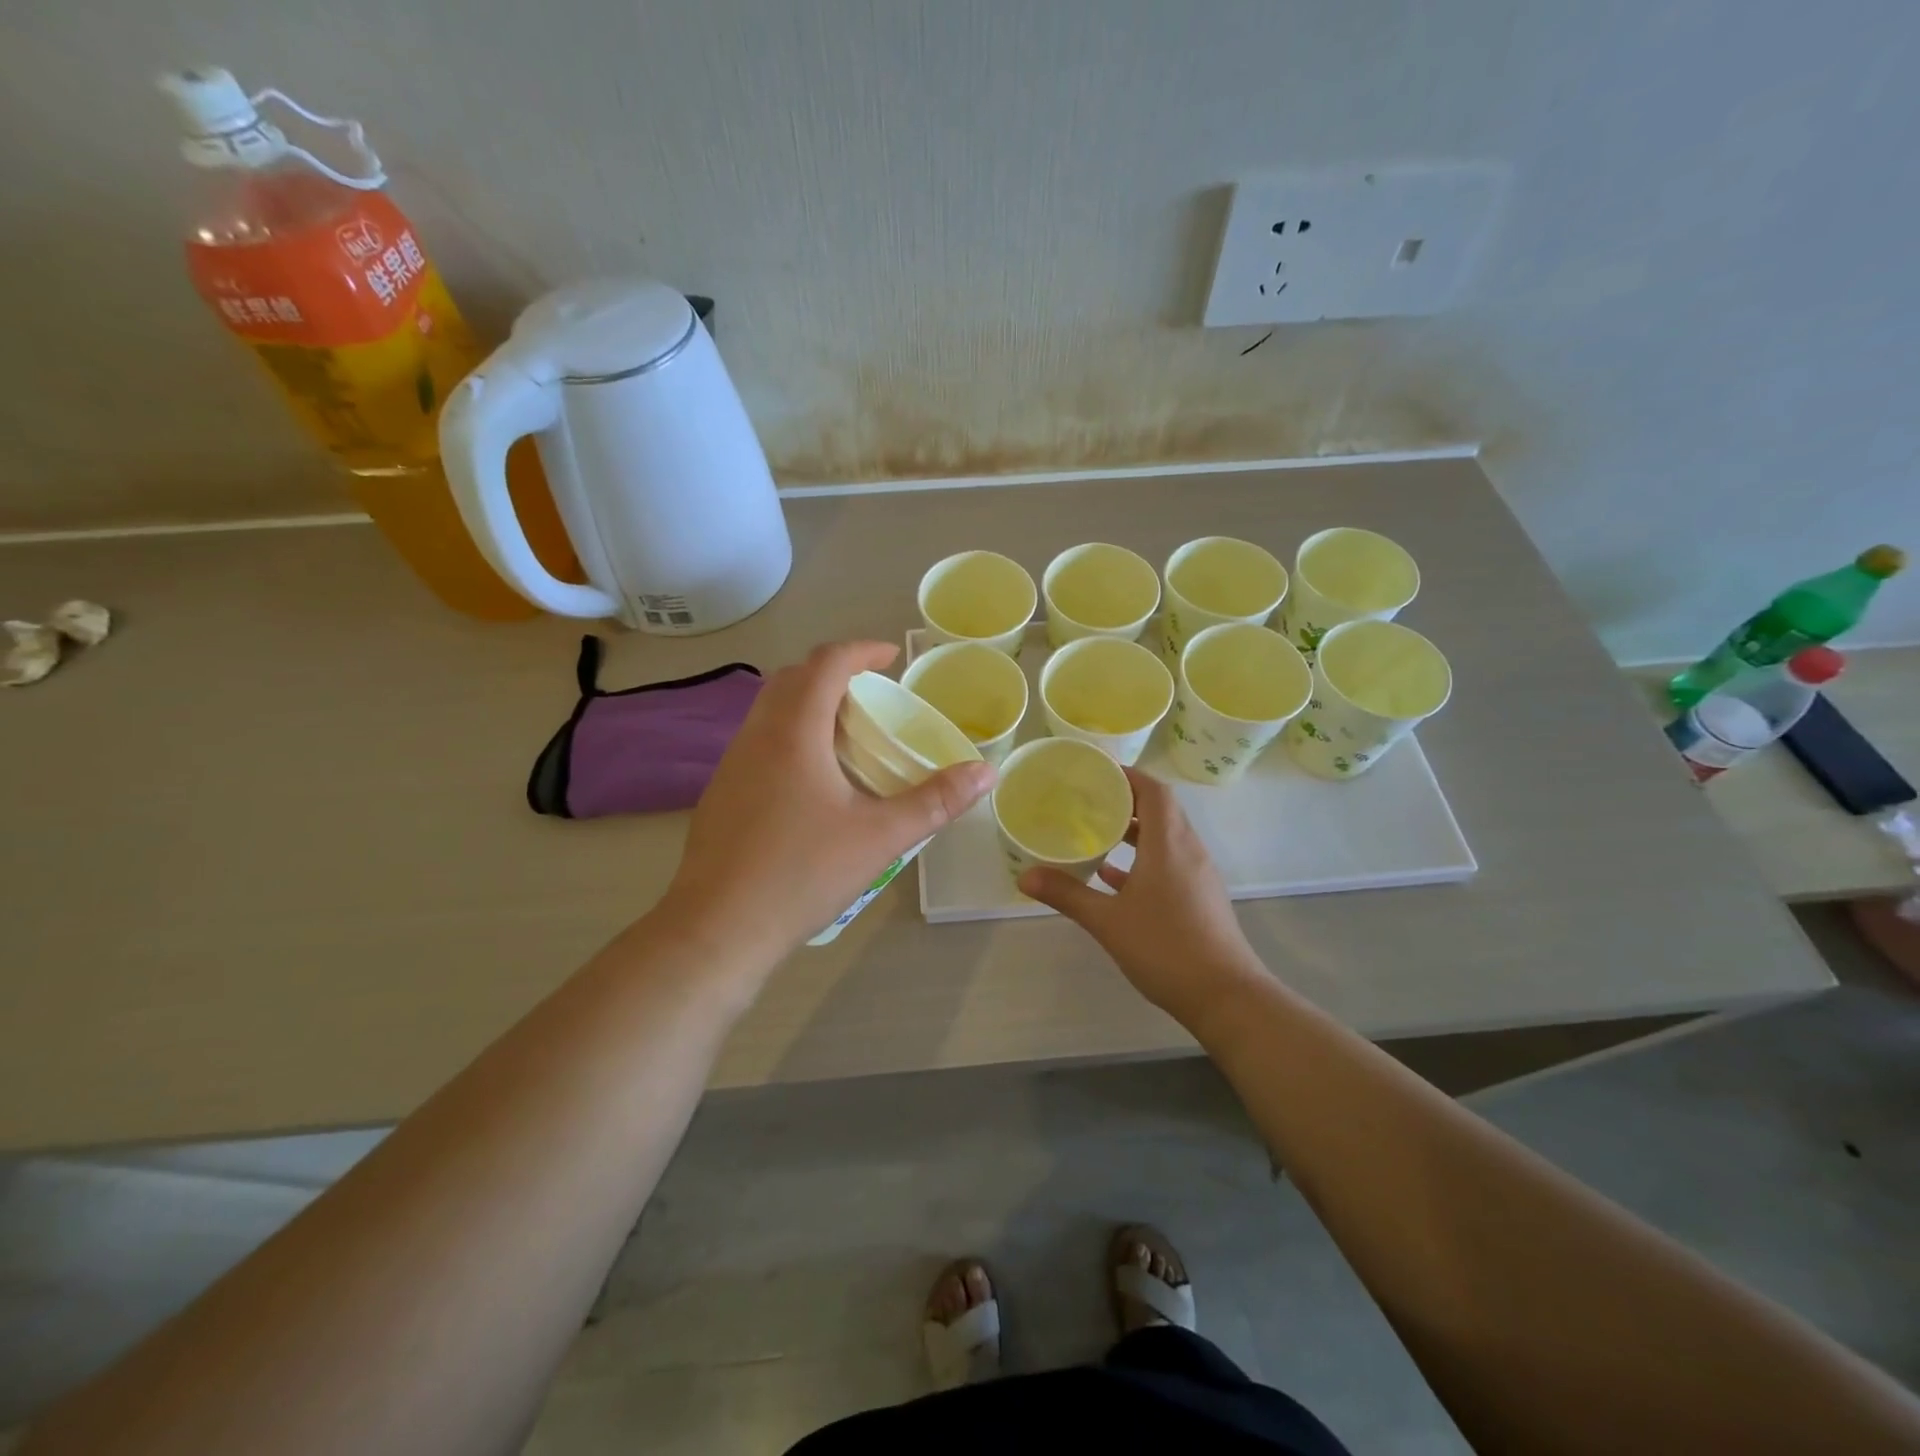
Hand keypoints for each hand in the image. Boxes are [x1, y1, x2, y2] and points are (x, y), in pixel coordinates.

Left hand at [665, 640, 995, 955]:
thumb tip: (985, 772)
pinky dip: (791, 735)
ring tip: (848, 734)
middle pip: (793, 678)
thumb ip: (935, 801)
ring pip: (771, 710)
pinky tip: (813, 780)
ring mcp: (732, 764)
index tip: (892, 657)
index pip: (826, 663)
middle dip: (834, 673)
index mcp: (793, 732)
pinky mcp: (722, 792)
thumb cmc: (802, 873)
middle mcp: (756, 735)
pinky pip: (760, 741)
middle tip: (873, 696)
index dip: (861, 650)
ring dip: (809, 704)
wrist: (718, 928)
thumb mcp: (880, 837)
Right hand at [1018, 767, 1263, 1027]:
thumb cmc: (1165, 948)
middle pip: (1161, 810)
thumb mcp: (1108, 921)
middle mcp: (1188, 851)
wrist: (1225, 997)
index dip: (1128, 775)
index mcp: (1169, 844)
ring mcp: (1198, 875)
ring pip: (1165, 838)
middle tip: (1088, 799)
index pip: (1154, 791)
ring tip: (1096, 831)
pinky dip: (1143, 860)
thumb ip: (1067, 894)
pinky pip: (1169, 863)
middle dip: (1126, 800)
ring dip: (1135, 831)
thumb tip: (1025, 877)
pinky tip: (1113, 877)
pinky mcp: (1199, 898)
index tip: (1096, 771)